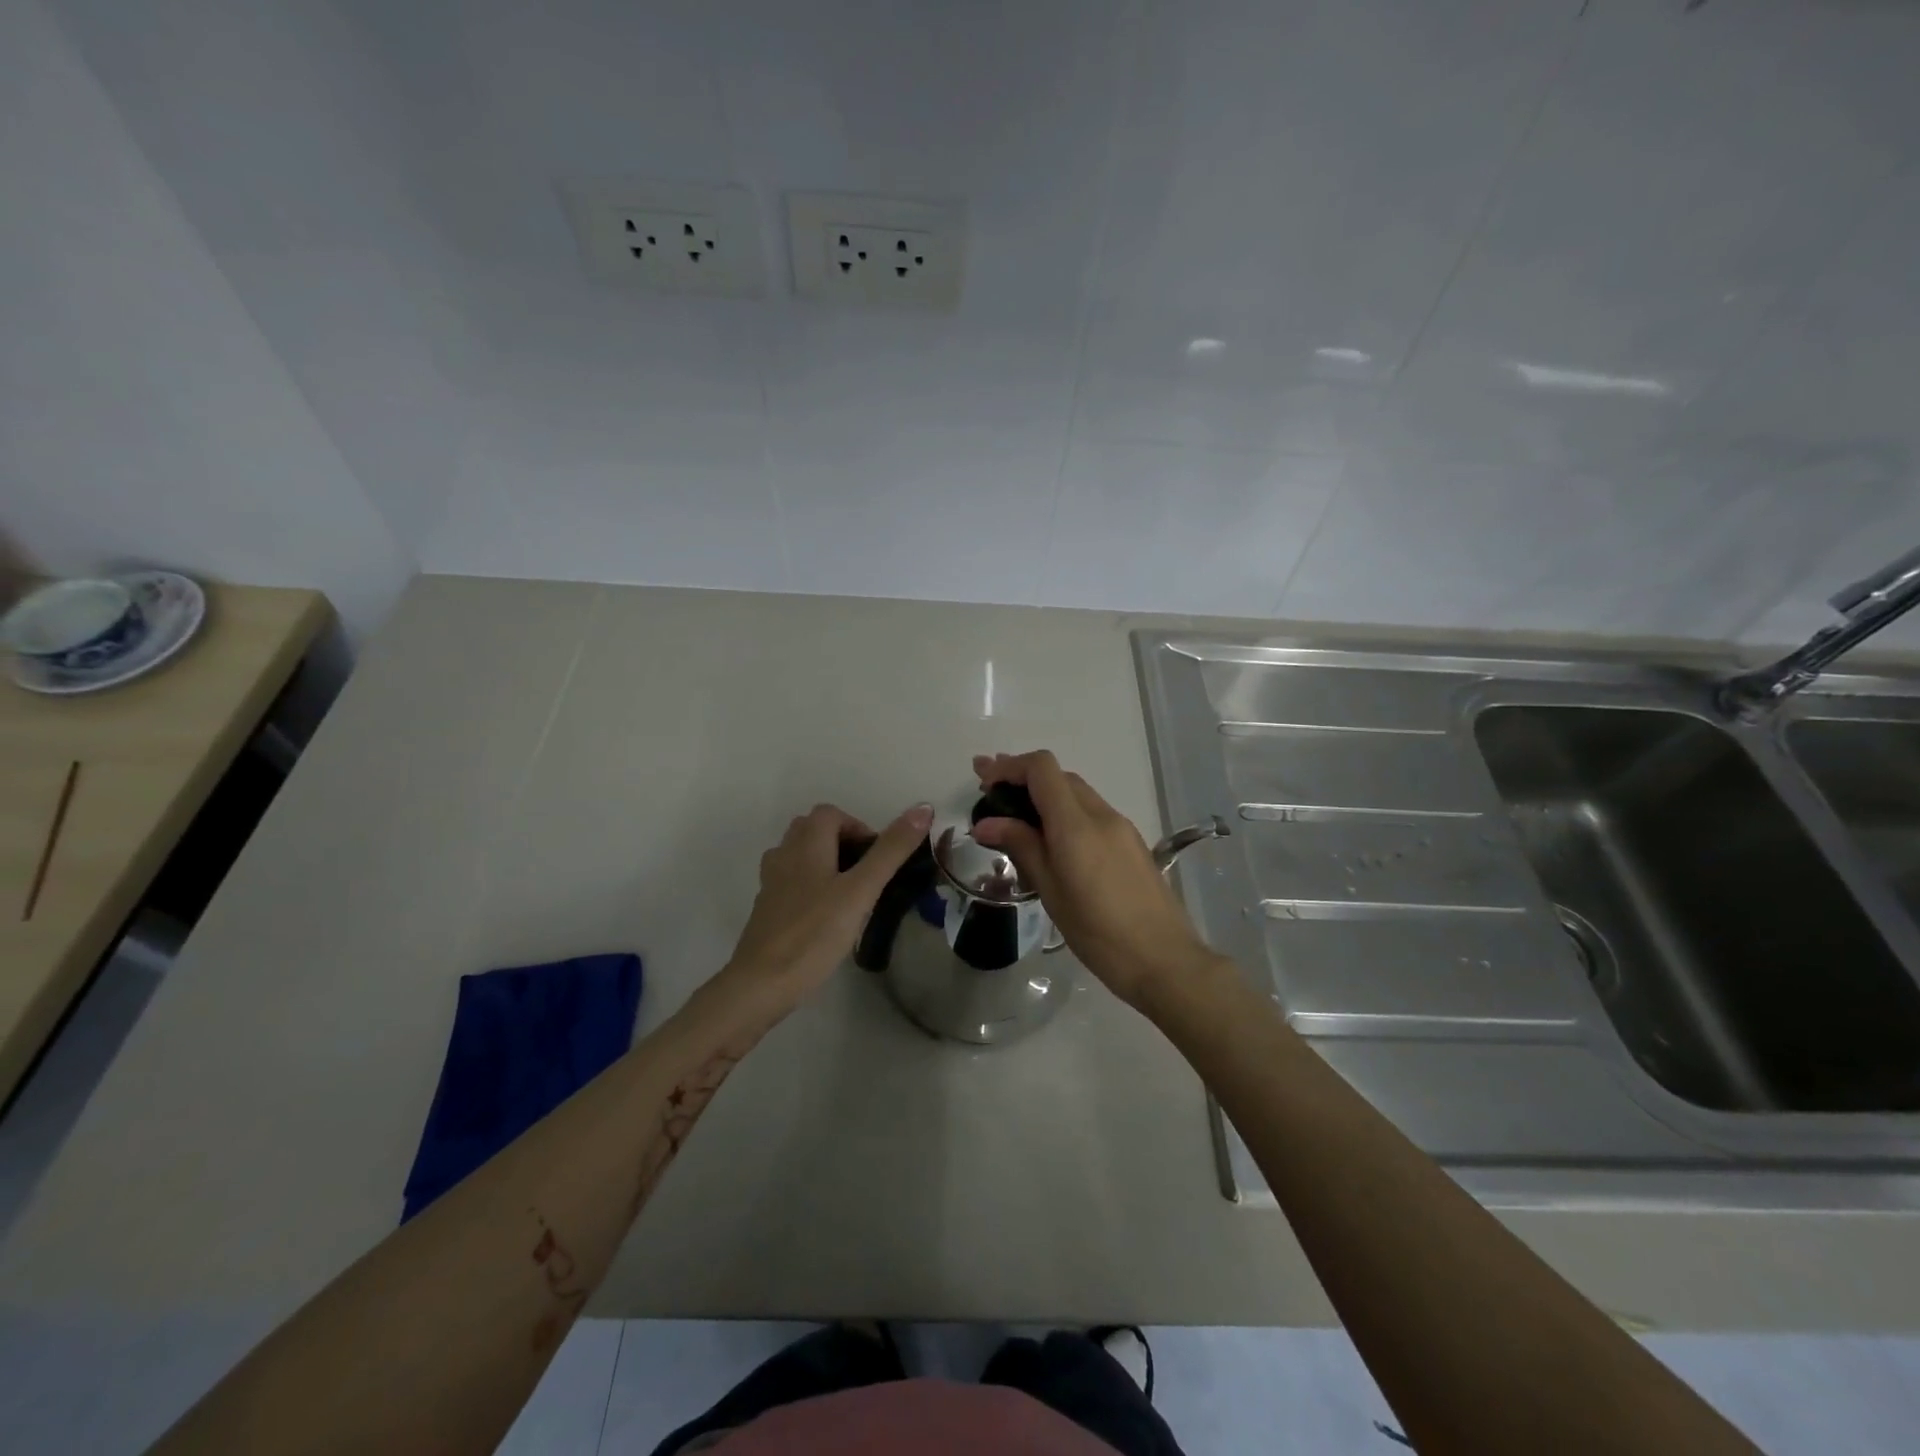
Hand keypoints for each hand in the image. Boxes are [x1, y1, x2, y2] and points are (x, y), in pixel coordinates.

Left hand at [717, 801, 932, 1018]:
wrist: (761, 984)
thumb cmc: (814, 933)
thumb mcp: (860, 891)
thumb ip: (890, 851)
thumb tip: (922, 809)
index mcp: (805, 844)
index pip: (830, 814)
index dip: (857, 826)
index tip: (877, 858)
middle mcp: (784, 855)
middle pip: (811, 830)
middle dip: (842, 841)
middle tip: (867, 873)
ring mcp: (771, 883)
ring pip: (799, 855)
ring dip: (825, 861)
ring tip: (850, 891)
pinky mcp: (767, 909)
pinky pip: (791, 881)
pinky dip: (811, 885)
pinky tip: (826, 914)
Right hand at [971, 751, 1211, 1003]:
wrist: (1164, 960)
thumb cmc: (1098, 932)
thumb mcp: (1051, 891)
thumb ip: (1021, 846)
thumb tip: (986, 822)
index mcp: (1077, 824)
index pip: (1042, 769)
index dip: (1009, 766)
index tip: (984, 779)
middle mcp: (1101, 814)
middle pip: (1059, 776)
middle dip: (1022, 777)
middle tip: (988, 792)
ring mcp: (1120, 827)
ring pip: (1076, 793)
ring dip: (1043, 794)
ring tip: (1012, 814)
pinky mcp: (1130, 842)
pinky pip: (1091, 813)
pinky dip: (1064, 812)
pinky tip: (1049, 836)